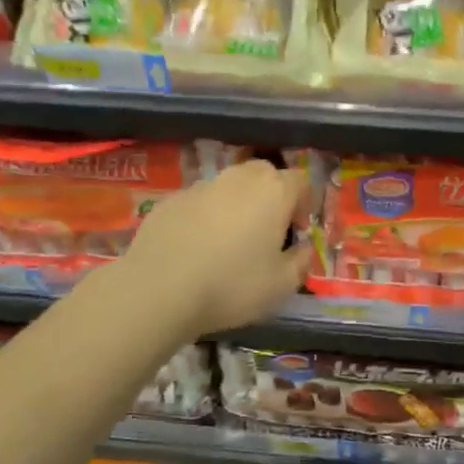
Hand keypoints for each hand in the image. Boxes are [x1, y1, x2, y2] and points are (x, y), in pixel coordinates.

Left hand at [117, 159, 313, 334]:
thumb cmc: (231, 285)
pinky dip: (204, 217)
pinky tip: (195, 248)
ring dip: (236, 204)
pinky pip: (199, 202)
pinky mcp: (171, 200)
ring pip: (229, 185)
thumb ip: (301, 261)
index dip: (304, 202)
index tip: (297, 230)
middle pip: (264, 174)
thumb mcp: (281, 285)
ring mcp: (202, 186)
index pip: (300, 180)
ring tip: (229, 241)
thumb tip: (305, 248)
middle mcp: (239, 178)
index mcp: (273, 192)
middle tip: (266, 231)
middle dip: (271, 196)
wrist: (159, 288)